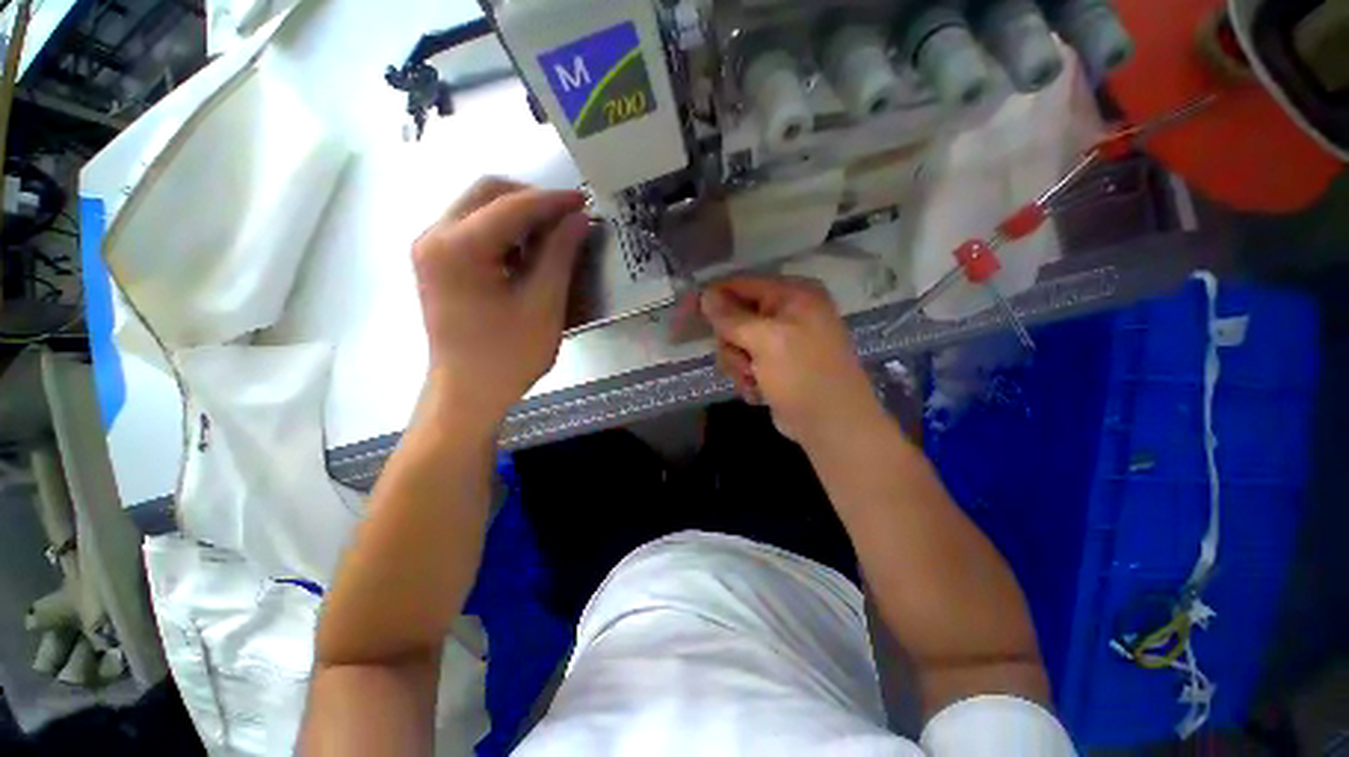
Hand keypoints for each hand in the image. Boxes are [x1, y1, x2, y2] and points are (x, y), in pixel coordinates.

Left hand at [412, 178, 589, 429]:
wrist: (468, 393)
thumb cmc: (508, 356)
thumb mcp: (543, 304)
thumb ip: (560, 254)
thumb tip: (578, 218)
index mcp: (457, 248)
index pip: (511, 206)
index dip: (552, 201)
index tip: (584, 201)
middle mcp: (434, 237)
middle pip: (487, 193)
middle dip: (532, 201)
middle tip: (569, 219)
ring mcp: (430, 249)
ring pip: (479, 208)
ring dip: (518, 215)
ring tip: (553, 237)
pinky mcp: (437, 264)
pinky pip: (473, 229)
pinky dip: (504, 232)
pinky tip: (528, 252)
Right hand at [700, 277, 881, 444]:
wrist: (832, 426)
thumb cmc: (803, 376)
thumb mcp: (767, 341)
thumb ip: (733, 318)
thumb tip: (706, 295)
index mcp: (793, 295)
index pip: (740, 285)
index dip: (710, 299)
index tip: (682, 315)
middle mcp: (787, 313)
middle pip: (734, 318)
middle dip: (732, 344)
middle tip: (744, 363)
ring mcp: (781, 340)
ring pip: (735, 344)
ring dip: (738, 365)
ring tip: (754, 380)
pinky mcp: (775, 364)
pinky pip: (744, 362)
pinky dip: (747, 378)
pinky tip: (760, 391)